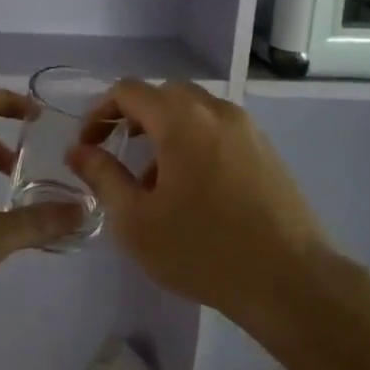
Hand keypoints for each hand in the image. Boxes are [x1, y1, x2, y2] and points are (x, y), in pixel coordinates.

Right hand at [67, 80, 332, 320]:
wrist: (290, 279)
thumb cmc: (203, 250)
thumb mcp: (137, 220)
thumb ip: (103, 177)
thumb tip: (79, 150)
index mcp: (182, 119)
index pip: (129, 90)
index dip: (100, 112)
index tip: (89, 145)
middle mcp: (216, 110)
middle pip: (164, 94)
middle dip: (135, 116)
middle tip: (119, 152)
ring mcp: (247, 128)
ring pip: (195, 110)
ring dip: (167, 130)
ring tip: (156, 180)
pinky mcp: (266, 149)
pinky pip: (219, 129)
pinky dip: (196, 141)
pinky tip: (195, 190)